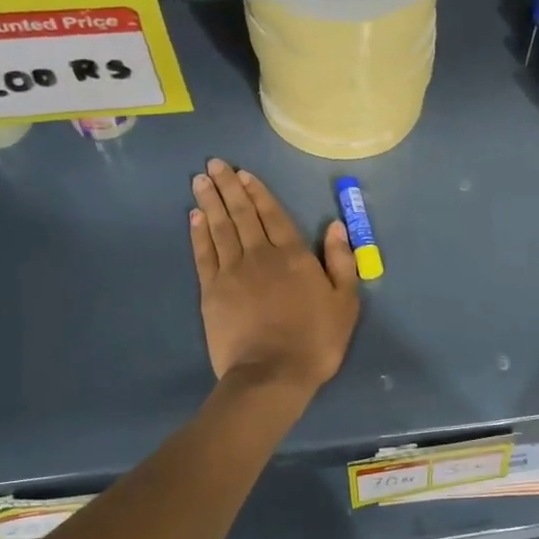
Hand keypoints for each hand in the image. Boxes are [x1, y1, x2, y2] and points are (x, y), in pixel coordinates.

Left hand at [188, 159, 360, 393]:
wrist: (271, 374)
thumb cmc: (315, 340)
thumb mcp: (344, 302)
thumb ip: (341, 261)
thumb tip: (336, 226)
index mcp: (293, 255)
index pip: (273, 214)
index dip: (258, 192)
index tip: (243, 173)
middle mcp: (260, 255)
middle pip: (242, 214)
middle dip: (228, 186)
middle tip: (214, 164)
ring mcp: (232, 272)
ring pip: (220, 227)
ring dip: (210, 201)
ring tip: (200, 180)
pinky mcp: (211, 291)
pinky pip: (204, 253)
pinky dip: (198, 233)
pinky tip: (194, 216)